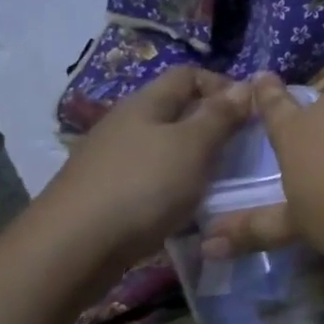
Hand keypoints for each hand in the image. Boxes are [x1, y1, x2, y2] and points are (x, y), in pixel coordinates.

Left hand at [37, 66, 251, 267]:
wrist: (71, 249)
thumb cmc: (142, 186)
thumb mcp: (193, 146)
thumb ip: (220, 115)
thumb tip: (246, 85)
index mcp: (145, 103)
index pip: (189, 75)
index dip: (223, 85)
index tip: (251, 111)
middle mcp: (126, 124)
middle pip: (177, 111)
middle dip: (213, 124)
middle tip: (243, 149)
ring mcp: (113, 159)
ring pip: (166, 146)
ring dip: (196, 158)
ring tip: (221, 180)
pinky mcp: (107, 192)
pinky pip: (153, 176)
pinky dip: (176, 184)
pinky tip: (187, 205)